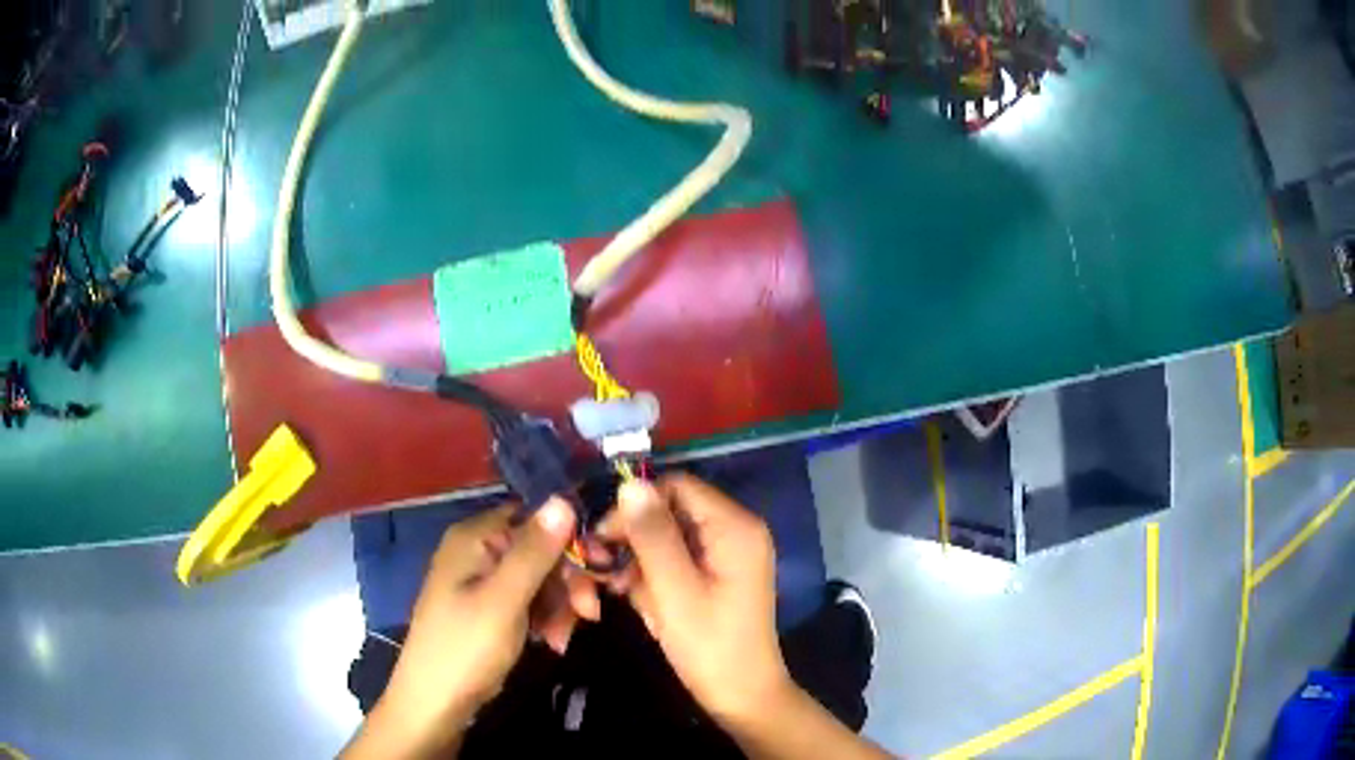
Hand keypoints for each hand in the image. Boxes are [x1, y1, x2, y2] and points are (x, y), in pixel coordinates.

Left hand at [348, 499, 583, 757]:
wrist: (435, 703)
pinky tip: (552, 643)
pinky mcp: (490, 607)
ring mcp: (483, 580)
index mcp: (475, 537)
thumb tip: (563, 498)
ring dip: (560, 607)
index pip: (535, 517)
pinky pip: (530, 600)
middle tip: (589, 615)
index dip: (572, 539)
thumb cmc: (465, 649)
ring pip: (541, 578)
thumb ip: (534, 552)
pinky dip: (546, 619)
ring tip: (562, 639)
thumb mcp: (504, 601)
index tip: (602, 569)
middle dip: (568, 583)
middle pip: (542, 550)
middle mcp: (478, 550)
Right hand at [603, 475, 793, 726]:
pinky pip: (677, 558)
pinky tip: (639, 599)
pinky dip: (653, 575)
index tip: (602, 538)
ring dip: (639, 560)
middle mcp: (735, 530)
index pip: (676, 486)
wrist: (741, 695)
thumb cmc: (709, 645)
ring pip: (668, 536)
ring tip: (618, 589)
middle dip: (633, 537)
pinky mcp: (717, 574)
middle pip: (670, 510)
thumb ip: (652, 535)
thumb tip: (630, 483)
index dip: (635, 504)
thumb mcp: (674, 590)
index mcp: (734, 526)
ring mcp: (727, 553)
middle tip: (601, 568)